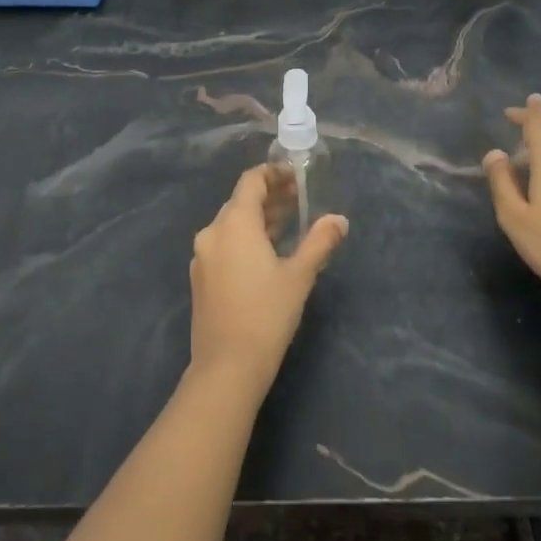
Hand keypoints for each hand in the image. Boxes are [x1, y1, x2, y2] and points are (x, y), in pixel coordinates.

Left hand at [189, 165, 347, 398]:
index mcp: (234, 224)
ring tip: (289, 224)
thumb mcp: (300, 276)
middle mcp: (212, 233)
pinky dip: (246, 239)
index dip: (274, 174)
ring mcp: (202, 256)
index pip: (251, 181)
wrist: (227, 366)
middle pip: (240, 202)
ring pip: (232, 225)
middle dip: (270, 197)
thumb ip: (320, 242)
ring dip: (259, 219)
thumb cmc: (267, 314)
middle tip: (300, 199)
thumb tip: (339, 220)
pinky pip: (225, 245)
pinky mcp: (201, 278)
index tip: (297, 178)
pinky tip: (267, 253)